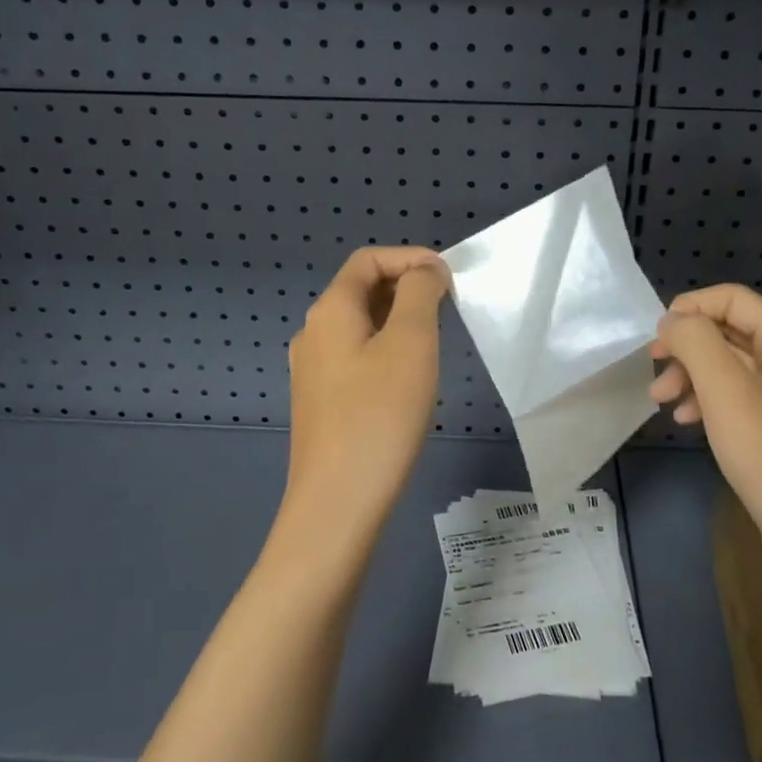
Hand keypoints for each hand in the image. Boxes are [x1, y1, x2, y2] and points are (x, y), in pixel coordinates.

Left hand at [284, 247, 449, 547]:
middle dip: (406, 287)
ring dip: (398, 319)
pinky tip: (408, 378)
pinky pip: (355, 356)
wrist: (337, 504)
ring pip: (359, 325)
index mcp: (329, 311)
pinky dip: (385, 349)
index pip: (367, 259)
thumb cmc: (380, 415)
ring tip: (434, 339)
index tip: (449, 277)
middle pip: (360, 289)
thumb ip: (419, 293)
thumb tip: (425, 271)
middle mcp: (312, 333)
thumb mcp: (411, 342)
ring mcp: (312, 371)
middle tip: (448, 307)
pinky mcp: (320, 403)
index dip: (410, 257)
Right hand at [649, 284, 761, 559]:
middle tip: (653, 370)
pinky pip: (738, 399)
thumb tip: (673, 320)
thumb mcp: (727, 392)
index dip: (690, 307)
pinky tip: (688, 421)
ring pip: (731, 367)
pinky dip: (708, 402)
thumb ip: (696, 343)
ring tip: (661, 402)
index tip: (656, 337)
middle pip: (731, 332)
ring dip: (692, 376)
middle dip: (687, 347)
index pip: (734, 299)